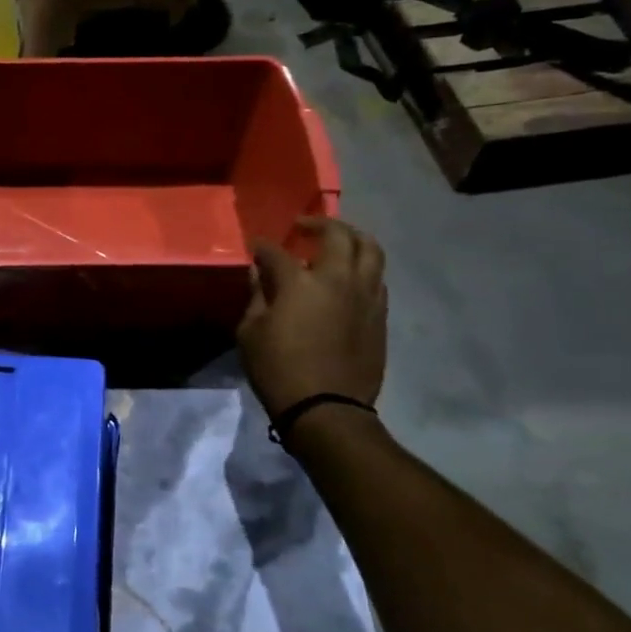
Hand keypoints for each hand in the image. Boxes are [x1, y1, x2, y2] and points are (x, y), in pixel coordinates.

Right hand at [237, 216, 387, 416]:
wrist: (327, 409)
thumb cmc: (279, 370)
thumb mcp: (250, 333)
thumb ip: (257, 297)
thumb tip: (261, 274)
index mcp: (301, 282)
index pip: (278, 251)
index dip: (263, 247)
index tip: (256, 248)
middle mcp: (339, 279)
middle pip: (338, 234)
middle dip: (319, 223)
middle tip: (303, 227)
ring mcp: (366, 295)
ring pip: (371, 249)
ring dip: (352, 238)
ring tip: (338, 241)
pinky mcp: (380, 315)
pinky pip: (377, 277)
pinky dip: (363, 267)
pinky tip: (349, 277)